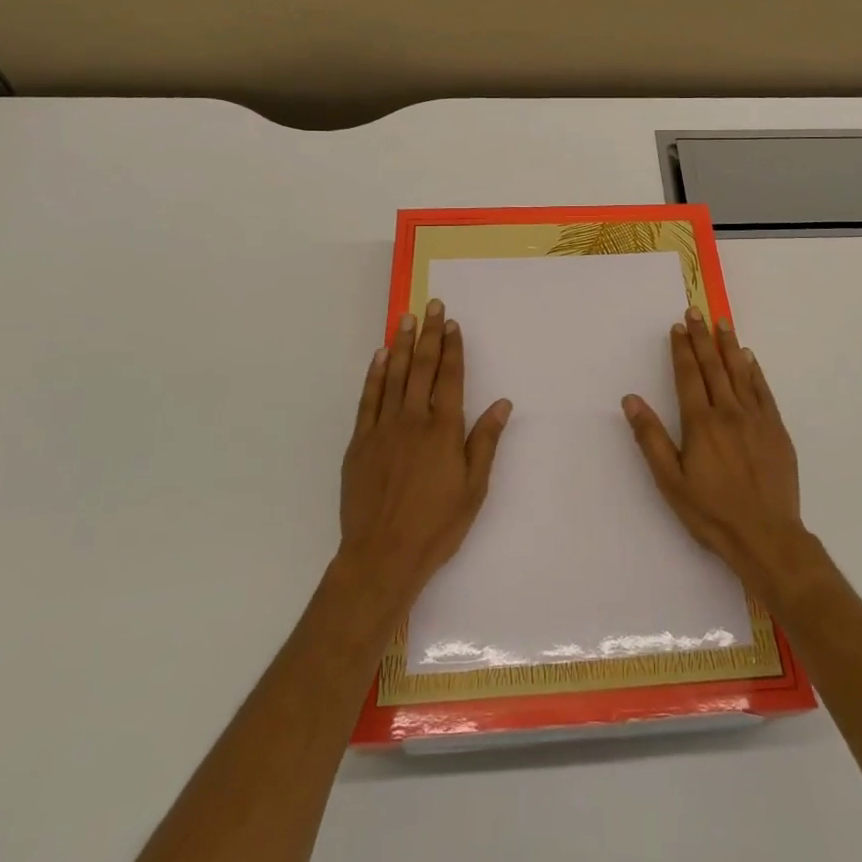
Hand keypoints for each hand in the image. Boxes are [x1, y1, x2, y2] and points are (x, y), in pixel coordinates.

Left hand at [337, 299, 510, 608]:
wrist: (382, 556)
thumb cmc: (436, 525)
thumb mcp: (474, 488)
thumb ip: (485, 441)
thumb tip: (502, 403)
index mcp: (443, 430)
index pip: (450, 377)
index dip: (452, 348)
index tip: (452, 323)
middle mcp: (413, 420)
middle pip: (422, 368)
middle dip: (428, 334)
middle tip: (431, 305)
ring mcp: (383, 429)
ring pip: (393, 376)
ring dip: (400, 345)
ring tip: (405, 318)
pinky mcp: (360, 442)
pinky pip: (368, 399)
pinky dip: (374, 375)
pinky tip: (379, 357)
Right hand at [622, 309, 810, 600]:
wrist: (767, 536)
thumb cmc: (711, 512)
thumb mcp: (670, 481)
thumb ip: (650, 438)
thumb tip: (631, 399)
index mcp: (700, 423)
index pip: (689, 375)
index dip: (682, 349)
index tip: (678, 327)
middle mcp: (728, 412)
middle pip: (713, 366)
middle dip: (703, 337)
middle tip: (697, 312)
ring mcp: (756, 419)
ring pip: (740, 372)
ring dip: (729, 346)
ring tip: (723, 323)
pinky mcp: (776, 430)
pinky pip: (763, 391)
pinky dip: (755, 371)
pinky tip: (750, 359)